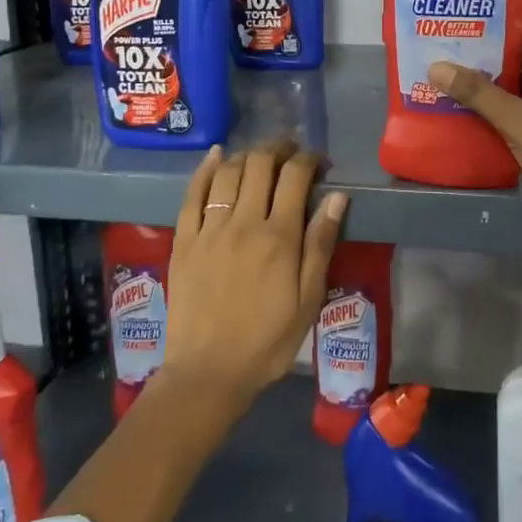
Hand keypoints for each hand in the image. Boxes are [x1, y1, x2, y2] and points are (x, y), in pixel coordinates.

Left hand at [162, 141, 347, 407]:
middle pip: (260, 164)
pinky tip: (217, 155)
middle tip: (291, 152)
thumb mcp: (308, 299)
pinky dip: (206, 168)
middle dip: (279, 148)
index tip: (319, 162)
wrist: (207, 373)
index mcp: (279, 237)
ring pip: (228, 172)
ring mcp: (210, 229)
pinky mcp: (184, 240)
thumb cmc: (267, 341)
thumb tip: (337, 197)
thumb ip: (320, 244)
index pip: (295, 177)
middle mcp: (244, 222)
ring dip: (248, 154)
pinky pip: (193, 193)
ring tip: (261, 156)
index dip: (309, 159)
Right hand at [428, 4, 521, 250]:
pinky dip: (511, 105)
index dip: (520, 12)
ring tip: (461, 73)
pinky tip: (478, 109)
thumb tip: (437, 66)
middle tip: (461, 44)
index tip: (484, 13)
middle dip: (501, 48)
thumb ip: (478, 94)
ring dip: (503, 79)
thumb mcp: (519, 121)